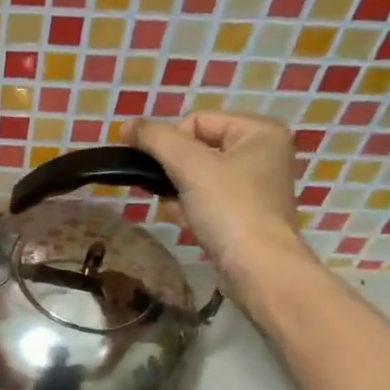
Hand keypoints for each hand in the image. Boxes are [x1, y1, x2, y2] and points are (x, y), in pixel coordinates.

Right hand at [124, 112, 309, 289]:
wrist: (258, 269)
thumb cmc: (229, 209)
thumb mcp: (189, 165)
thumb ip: (156, 139)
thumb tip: (126, 125)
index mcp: (259, 132)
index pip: (198, 120)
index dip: (171, 140)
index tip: (156, 167)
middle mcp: (263, 154)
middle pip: (199, 150)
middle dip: (174, 171)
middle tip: (161, 189)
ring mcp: (255, 188)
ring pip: (201, 178)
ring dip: (178, 192)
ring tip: (172, 208)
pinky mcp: (245, 217)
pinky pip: (209, 202)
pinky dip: (191, 209)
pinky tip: (182, 222)